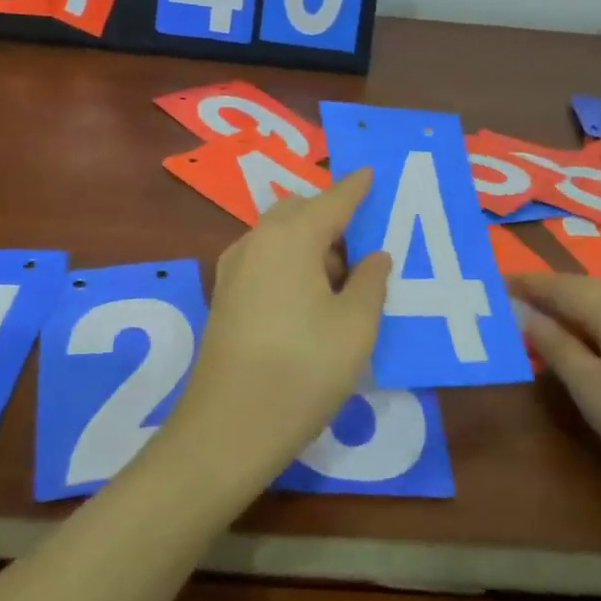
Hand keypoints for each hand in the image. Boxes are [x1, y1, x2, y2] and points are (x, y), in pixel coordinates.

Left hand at [169, 169, 392, 489]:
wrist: (229, 427)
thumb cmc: (304, 369)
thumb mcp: (355, 326)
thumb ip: (370, 281)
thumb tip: (374, 256)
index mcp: (291, 237)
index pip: (332, 200)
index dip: (356, 188)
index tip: (371, 173)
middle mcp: (256, 242)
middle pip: (299, 212)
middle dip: (331, 215)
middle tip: (364, 239)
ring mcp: (234, 269)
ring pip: (278, 236)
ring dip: (310, 242)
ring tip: (342, 274)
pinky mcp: (225, 297)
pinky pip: (264, 260)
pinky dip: (290, 261)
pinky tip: (310, 294)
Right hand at [511, 271, 600, 502]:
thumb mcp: (592, 388)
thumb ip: (555, 346)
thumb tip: (522, 311)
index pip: (563, 285)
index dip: (529, 283)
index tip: (496, 282)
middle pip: (589, 289)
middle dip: (551, 290)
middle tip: (517, 297)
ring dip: (576, 306)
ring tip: (549, 318)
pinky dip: (599, 322)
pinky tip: (597, 341)